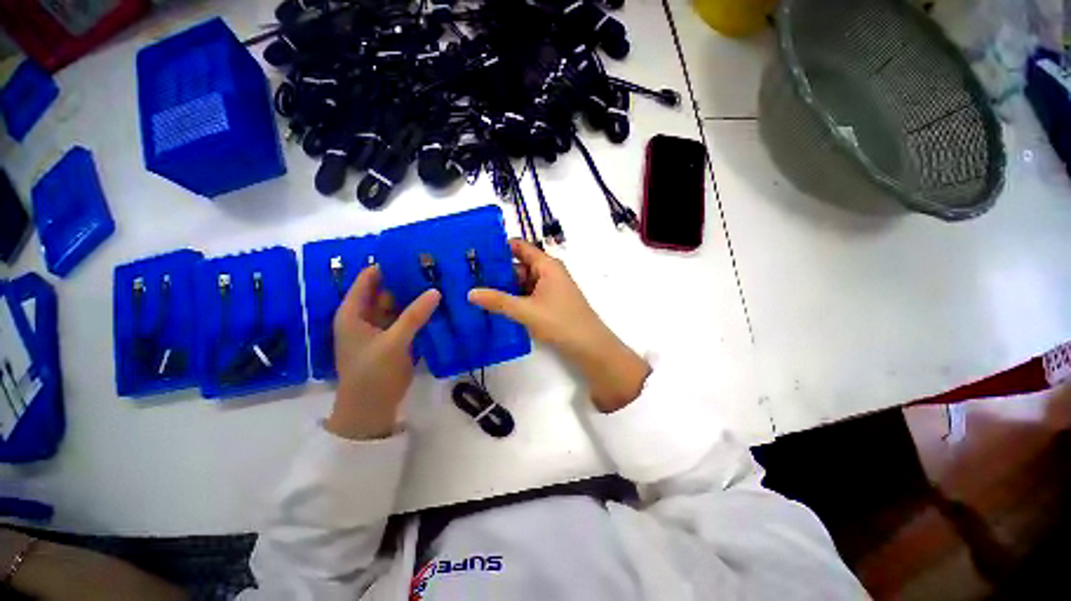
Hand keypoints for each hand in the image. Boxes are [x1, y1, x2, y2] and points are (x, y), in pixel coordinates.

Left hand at [328, 265, 439, 439]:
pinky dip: (420, 313)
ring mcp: (382, 328)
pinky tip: (439, 305)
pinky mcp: (395, 339)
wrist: (371, 409)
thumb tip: (435, 291)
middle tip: (433, 268)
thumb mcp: (393, 342)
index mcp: (353, 312)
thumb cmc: (372, 374)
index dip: (387, 266)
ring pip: (399, 305)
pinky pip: (408, 320)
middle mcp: (366, 316)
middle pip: (387, 291)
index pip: (369, 279)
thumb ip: (414, 316)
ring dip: (416, 297)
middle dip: (407, 281)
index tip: (413, 255)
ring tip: (440, 282)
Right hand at [469, 240, 649, 411]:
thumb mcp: (526, 310)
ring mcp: (549, 288)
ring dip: (504, 287)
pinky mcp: (549, 303)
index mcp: (546, 265)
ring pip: (522, 282)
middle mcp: (548, 272)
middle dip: (496, 272)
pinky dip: (513, 298)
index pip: (519, 247)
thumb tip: (470, 293)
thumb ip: (498, 301)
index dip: (498, 247)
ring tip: (476, 291)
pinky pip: (527, 295)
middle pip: (518, 266)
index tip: (474, 252)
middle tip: (468, 276)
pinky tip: (495, 306)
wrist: (589, 346)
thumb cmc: (560, 322)